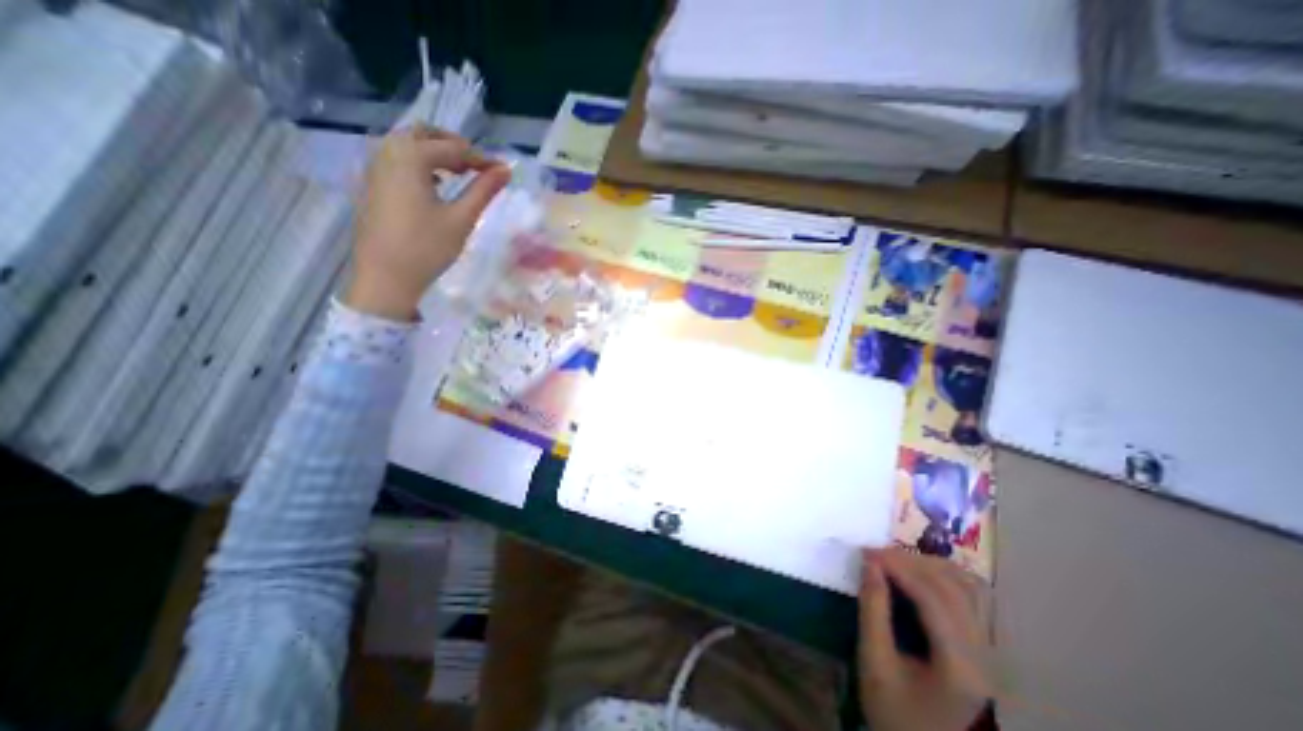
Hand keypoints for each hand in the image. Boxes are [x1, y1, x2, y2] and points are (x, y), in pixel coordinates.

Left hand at [342, 127, 511, 319]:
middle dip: (453, 145)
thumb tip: (505, 171)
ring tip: (459, 173)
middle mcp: (387, 154)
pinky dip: (418, 163)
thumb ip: (483, 191)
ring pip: (406, 145)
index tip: (502, 170)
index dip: (481, 158)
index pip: (452, 149)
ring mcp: (375, 169)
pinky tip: (434, 185)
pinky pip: (396, 160)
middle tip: (477, 165)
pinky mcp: (372, 186)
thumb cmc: (427, 247)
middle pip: (422, 134)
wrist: (386, 277)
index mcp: (410, 158)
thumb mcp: (461, 218)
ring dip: (434, 152)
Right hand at [863, 548, 994, 730]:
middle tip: (874, 553)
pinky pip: (969, 597)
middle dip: (910, 562)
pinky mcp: (980, 647)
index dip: (899, 568)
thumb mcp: (873, 662)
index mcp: (959, 667)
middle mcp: (982, 656)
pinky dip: (942, 576)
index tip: (867, 552)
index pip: (933, 599)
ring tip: (893, 559)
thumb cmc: (892, 710)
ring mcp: (986, 651)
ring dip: (929, 565)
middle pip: (953, 588)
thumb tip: (870, 563)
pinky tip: (916, 573)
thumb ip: (872, 610)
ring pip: (967, 587)